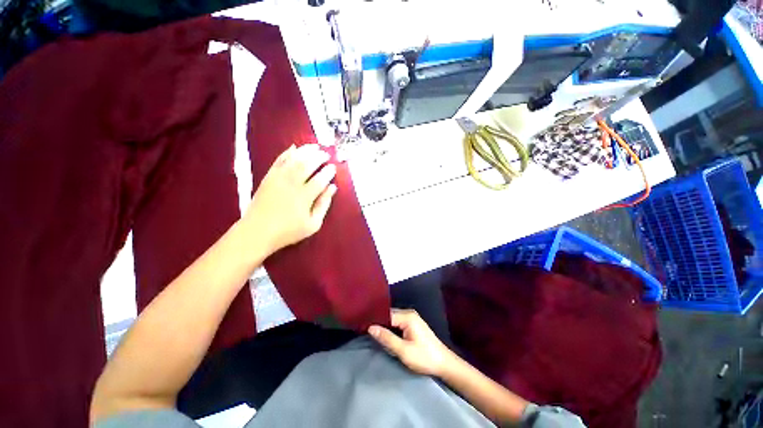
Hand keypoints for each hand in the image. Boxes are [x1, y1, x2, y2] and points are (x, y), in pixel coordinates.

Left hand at [244, 144, 336, 253]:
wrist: (257, 232)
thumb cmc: (288, 231)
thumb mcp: (313, 224)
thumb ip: (324, 205)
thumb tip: (332, 188)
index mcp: (305, 196)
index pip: (320, 179)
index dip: (328, 172)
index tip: (333, 167)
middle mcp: (292, 184)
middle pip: (308, 165)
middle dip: (318, 157)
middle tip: (326, 154)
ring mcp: (278, 179)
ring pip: (294, 159)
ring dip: (305, 151)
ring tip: (314, 146)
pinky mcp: (268, 177)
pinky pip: (278, 161)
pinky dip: (287, 153)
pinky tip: (294, 148)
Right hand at [368, 309, 455, 376]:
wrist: (444, 364)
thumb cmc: (424, 357)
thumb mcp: (404, 351)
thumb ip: (387, 338)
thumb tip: (370, 327)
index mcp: (407, 316)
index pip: (386, 314)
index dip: (375, 320)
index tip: (363, 326)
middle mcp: (409, 313)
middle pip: (389, 315)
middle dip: (379, 323)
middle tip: (366, 332)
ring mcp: (412, 318)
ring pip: (393, 320)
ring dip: (385, 327)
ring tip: (372, 333)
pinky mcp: (413, 325)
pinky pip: (398, 323)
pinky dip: (391, 329)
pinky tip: (385, 335)